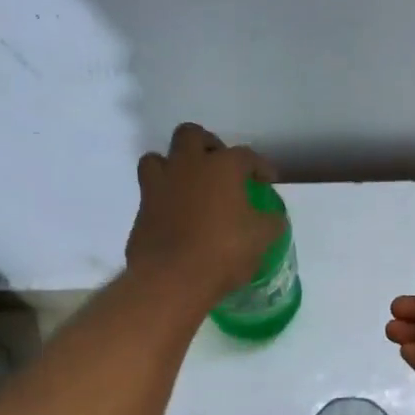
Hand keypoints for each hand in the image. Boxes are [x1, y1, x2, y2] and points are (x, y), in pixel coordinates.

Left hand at [125, 123, 283, 305]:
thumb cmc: (223, 252)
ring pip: (157, 158)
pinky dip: (162, 198)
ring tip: (188, 185)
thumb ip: (271, 223)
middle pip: (191, 135)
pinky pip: (149, 192)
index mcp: (222, 166)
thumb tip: (274, 219)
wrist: (170, 279)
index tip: (267, 180)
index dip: (260, 166)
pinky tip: (175, 216)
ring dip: (173, 165)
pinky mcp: (140, 209)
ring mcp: (159, 185)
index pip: (246, 155)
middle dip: (207, 144)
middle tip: (219, 165)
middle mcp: (187, 166)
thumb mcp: (261, 239)